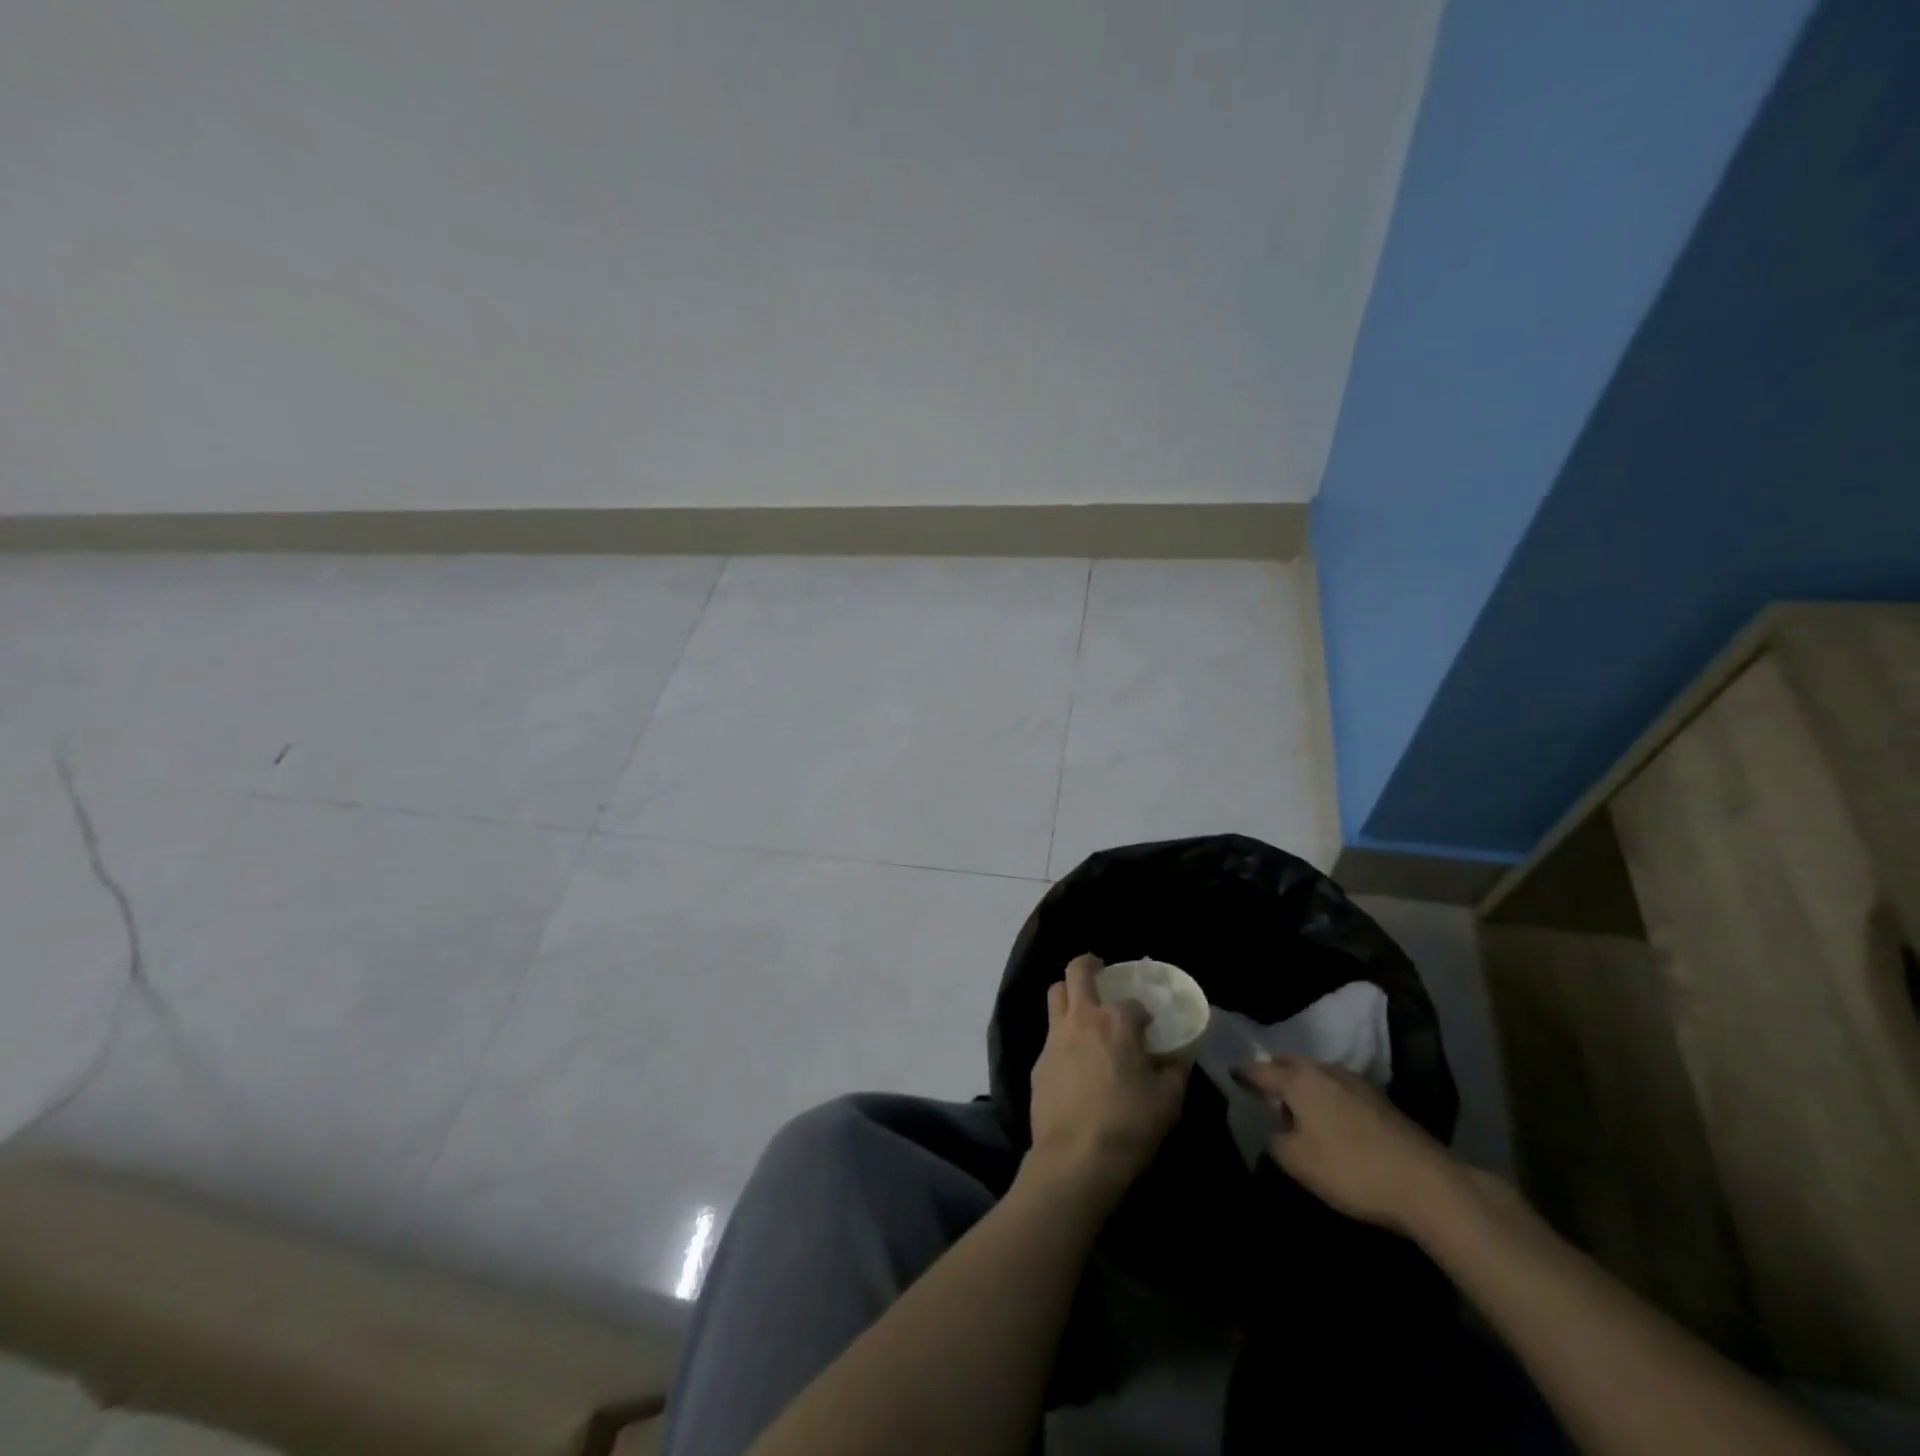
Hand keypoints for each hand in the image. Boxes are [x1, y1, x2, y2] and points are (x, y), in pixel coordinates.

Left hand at [1024, 955, 1188, 1211]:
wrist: (1075, 1158)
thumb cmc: (1128, 1125)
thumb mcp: (1168, 1102)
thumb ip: (1176, 1071)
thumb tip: (1180, 1057)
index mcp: (1116, 1022)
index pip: (1132, 1002)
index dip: (1142, 1012)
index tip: (1149, 1027)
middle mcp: (1082, 1018)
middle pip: (1076, 972)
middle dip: (1088, 964)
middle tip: (1099, 970)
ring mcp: (1055, 1037)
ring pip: (1055, 994)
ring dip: (1068, 991)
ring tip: (1082, 1006)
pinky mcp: (1039, 1060)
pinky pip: (1049, 1033)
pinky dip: (1062, 1032)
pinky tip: (1073, 1056)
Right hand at [1237, 1056, 1461, 1234]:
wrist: (1427, 1184)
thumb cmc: (1351, 1169)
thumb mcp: (1298, 1162)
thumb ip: (1276, 1141)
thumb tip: (1277, 1131)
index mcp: (1299, 1080)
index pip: (1261, 1071)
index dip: (1244, 1075)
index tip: (1231, 1077)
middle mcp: (1325, 1071)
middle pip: (1291, 1066)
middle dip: (1275, 1074)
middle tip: (1261, 1089)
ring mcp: (1356, 1083)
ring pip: (1317, 1076)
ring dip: (1302, 1085)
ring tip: (1294, 1105)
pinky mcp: (1380, 1101)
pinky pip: (1338, 1089)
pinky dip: (1325, 1097)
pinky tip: (1328, 1118)